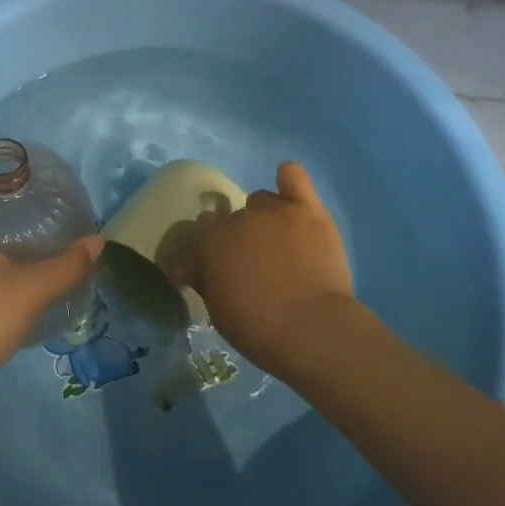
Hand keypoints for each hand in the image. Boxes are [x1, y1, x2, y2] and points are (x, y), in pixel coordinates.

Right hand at [167, 162, 354, 376]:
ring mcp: (274, 211)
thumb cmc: (259, 329)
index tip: (217, 266)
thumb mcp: (217, 311)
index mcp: (211, 241)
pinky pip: (293, 176)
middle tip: (253, 262)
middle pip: (231, 216)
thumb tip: (190, 266)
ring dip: (264, 216)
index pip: (201, 230)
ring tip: (280, 242)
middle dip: (237, 236)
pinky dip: (288, 180)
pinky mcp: (307, 209)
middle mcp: (238, 218)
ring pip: (261, 200)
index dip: (209, 248)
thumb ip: (204, 280)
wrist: (313, 329)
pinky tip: (290, 191)